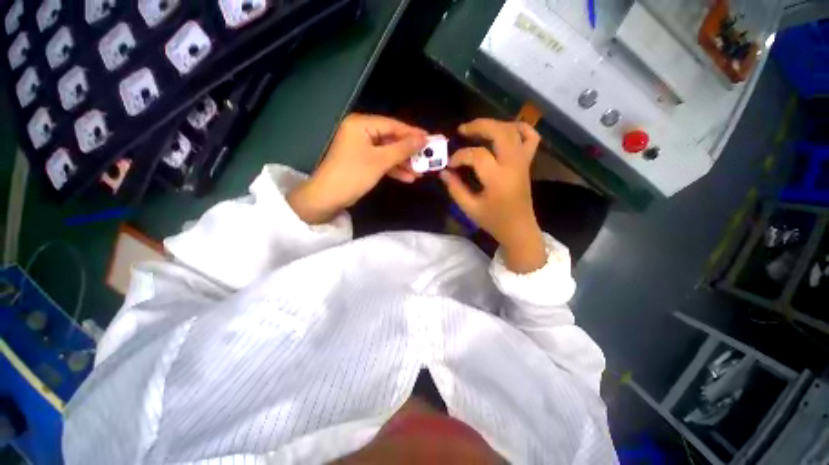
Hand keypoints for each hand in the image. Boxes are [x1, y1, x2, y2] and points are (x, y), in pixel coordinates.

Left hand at [288, 114, 426, 223]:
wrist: (329, 197)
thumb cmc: (354, 174)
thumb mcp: (380, 161)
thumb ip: (403, 149)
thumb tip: (423, 139)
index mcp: (361, 124)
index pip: (393, 125)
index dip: (413, 133)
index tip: (431, 140)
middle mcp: (361, 131)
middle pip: (392, 139)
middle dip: (409, 152)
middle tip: (427, 158)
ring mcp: (362, 147)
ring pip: (388, 152)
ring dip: (403, 163)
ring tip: (420, 172)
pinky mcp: (363, 161)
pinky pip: (382, 161)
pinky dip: (394, 169)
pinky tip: (408, 177)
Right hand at [440, 119, 546, 272]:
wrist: (519, 229)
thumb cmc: (494, 221)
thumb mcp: (470, 208)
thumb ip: (455, 189)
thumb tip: (444, 172)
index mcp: (498, 179)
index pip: (478, 155)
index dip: (460, 156)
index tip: (450, 165)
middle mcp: (513, 165)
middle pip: (500, 132)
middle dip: (479, 126)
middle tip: (462, 130)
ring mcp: (523, 162)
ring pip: (514, 131)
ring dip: (494, 125)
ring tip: (478, 129)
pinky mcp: (527, 163)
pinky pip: (531, 138)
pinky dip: (520, 128)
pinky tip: (505, 130)